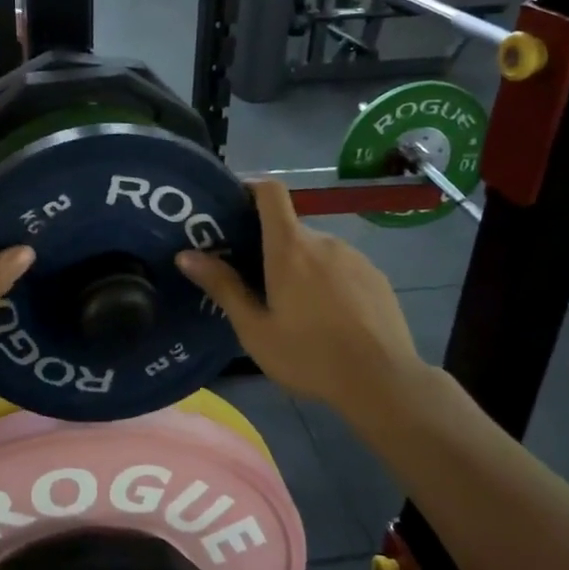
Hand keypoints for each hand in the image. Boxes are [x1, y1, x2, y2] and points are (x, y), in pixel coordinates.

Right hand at [176, 179, 420, 408]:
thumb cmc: (309, 356)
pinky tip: (328, 317)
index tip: (234, 205)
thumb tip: (186, 255)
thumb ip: (223, 287)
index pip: (270, 192)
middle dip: (270, 247)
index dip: (251, 188)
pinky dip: (327, 280)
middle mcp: (324, 241)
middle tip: (254, 282)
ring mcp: (355, 257)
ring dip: (301, 267)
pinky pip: (342, 267)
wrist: (383, 381)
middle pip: (290, 229)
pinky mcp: (376, 276)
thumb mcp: (255, 329)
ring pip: (317, 251)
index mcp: (290, 248)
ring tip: (294, 308)